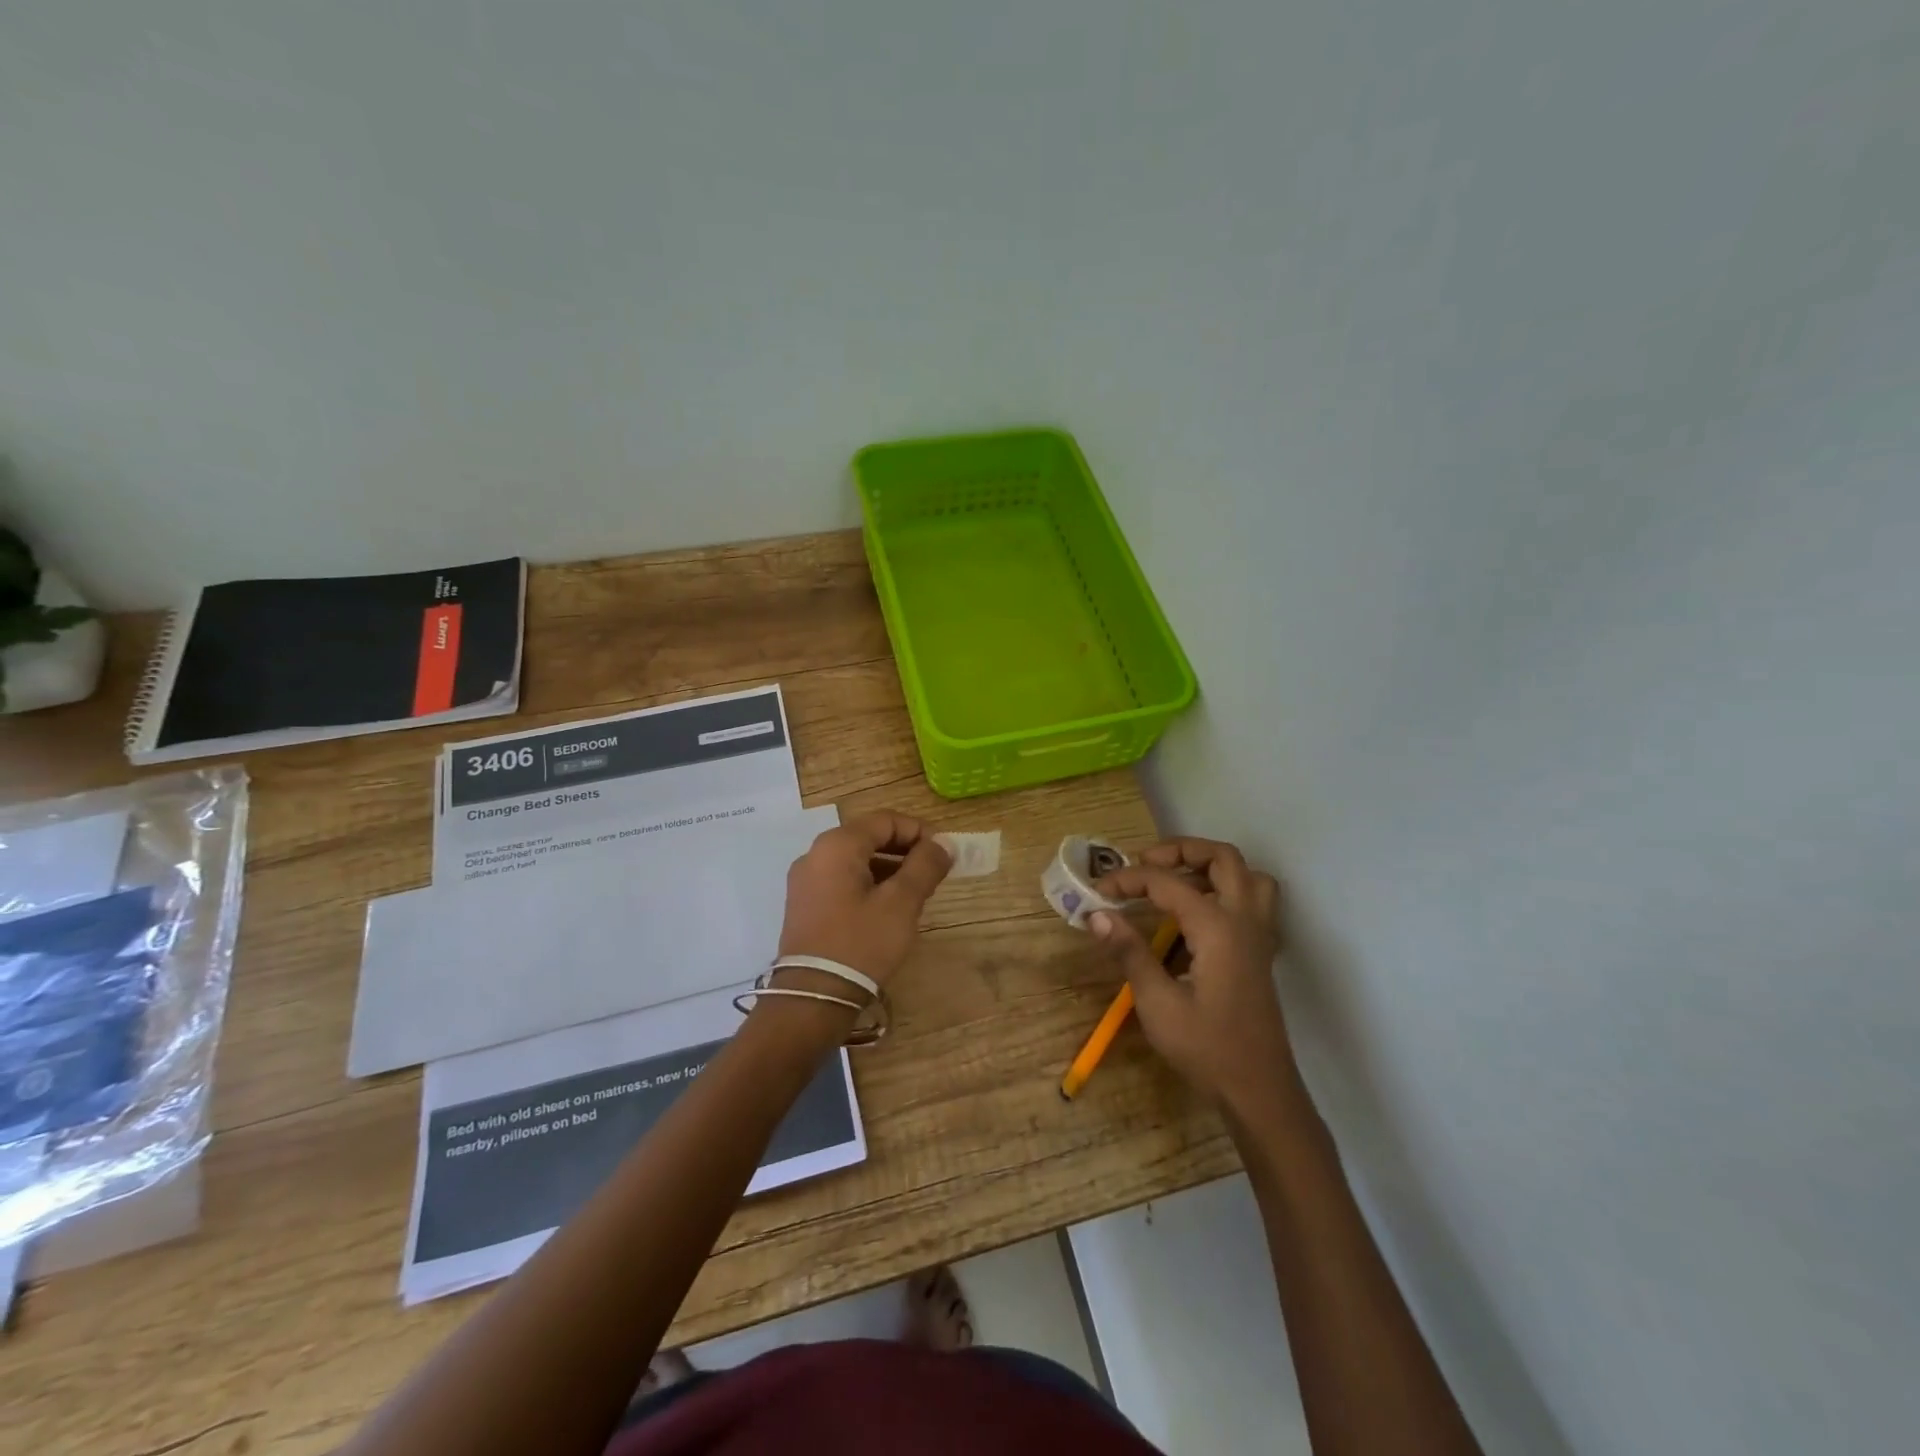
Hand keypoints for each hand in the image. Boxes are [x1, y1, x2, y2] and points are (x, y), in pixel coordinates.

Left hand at [777, 811, 951, 988]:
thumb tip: (944, 843)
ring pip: (856, 860)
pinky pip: (843, 881)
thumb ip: (925, 866)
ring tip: (916, 894)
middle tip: (933, 874)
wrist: (812, 998)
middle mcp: (815, 854)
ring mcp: (806, 881)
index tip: (944, 854)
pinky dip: (869, 885)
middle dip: (905, 851)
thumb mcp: (901, 903)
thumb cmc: (861, 943)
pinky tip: (888, 909)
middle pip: (869, 837)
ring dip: (889, 869)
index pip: (886, 820)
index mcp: (837, 845)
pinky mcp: (804, 905)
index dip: (919, 831)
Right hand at [1091, 837, 1294, 1114]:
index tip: (1099, 891)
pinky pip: (1253, 901)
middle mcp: (1244, 921)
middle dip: (1181, 850)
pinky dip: (1226, 890)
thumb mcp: (1158, 1003)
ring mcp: (1258, 936)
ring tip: (1175, 880)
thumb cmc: (1207, 1048)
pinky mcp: (1260, 953)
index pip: (1168, 882)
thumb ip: (1129, 952)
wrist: (1259, 1091)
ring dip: (1211, 866)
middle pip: (1223, 858)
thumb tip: (1097, 914)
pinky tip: (1198, 915)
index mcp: (1217, 928)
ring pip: (1247, 876)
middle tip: (1145, 863)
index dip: (1129, 880)